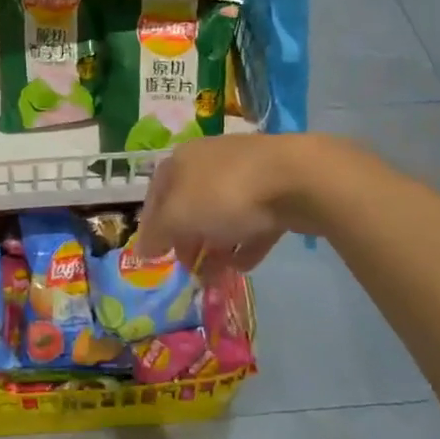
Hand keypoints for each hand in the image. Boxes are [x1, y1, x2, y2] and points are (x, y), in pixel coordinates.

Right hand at [135, 134, 336, 275]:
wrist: (297, 178)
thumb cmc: (226, 193)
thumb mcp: (179, 215)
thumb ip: (158, 234)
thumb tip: (142, 250)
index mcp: (181, 160)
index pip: (156, 194)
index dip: (151, 227)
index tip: (154, 257)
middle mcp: (209, 162)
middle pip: (189, 206)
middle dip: (187, 241)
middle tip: (189, 270)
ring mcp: (245, 175)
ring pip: (221, 215)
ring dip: (215, 247)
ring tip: (216, 277)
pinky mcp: (275, 191)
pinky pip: (252, 221)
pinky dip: (245, 244)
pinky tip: (244, 265)